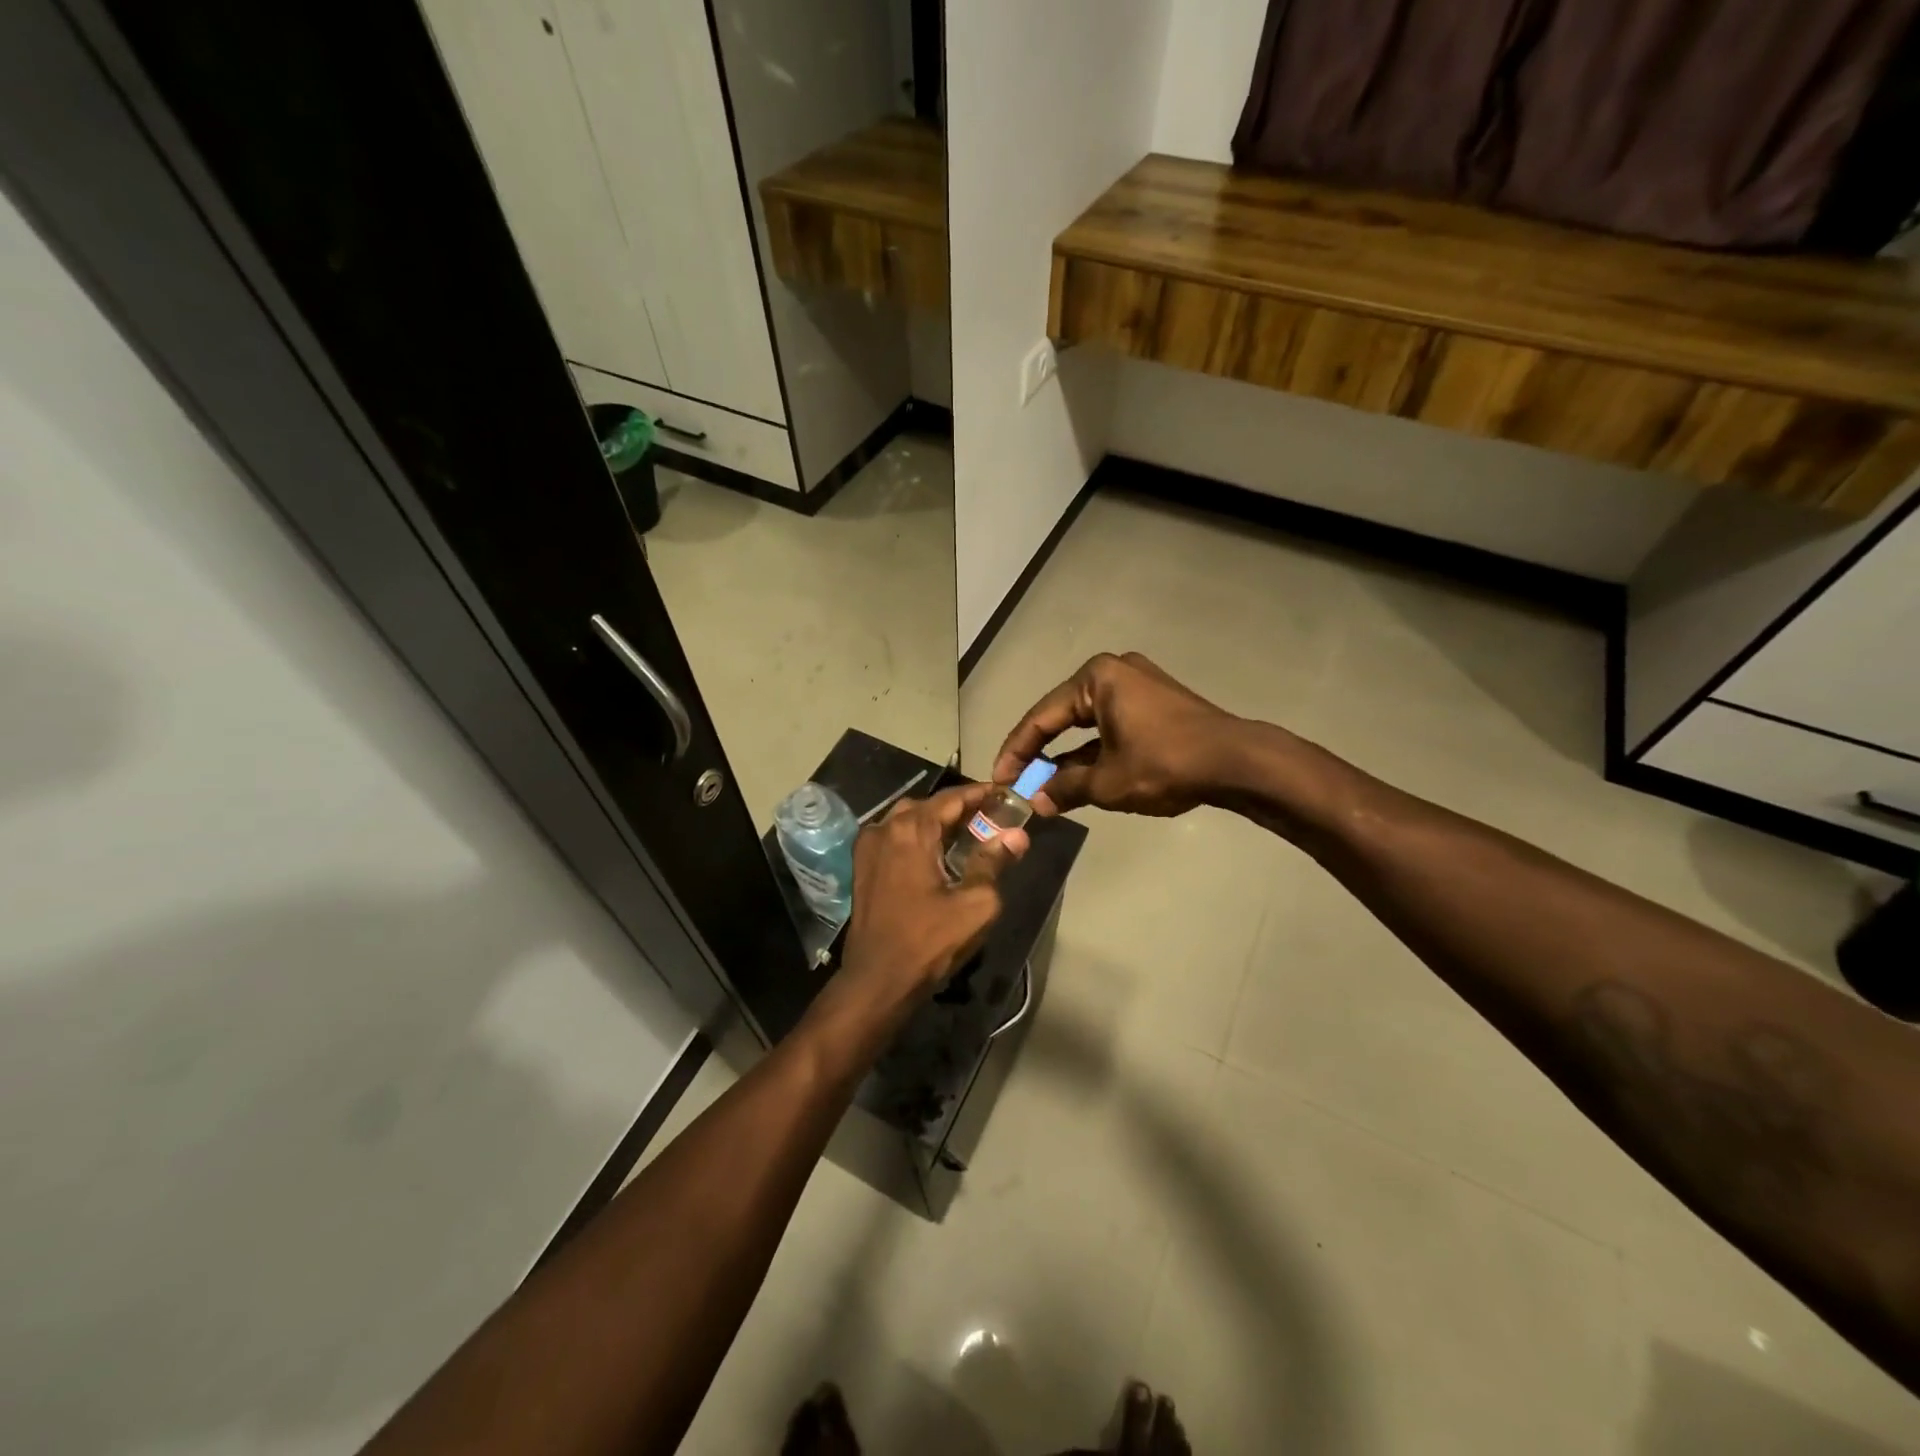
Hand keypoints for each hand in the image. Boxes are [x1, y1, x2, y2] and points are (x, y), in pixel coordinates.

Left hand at [836, 784, 1028, 1007]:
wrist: (877, 980)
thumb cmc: (929, 941)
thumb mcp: (975, 903)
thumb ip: (994, 862)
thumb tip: (1016, 835)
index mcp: (911, 830)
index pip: (951, 798)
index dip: (980, 793)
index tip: (1004, 794)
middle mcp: (884, 828)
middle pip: (928, 806)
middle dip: (959, 808)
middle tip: (989, 818)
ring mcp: (868, 847)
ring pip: (907, 820)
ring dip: (936, 822)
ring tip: (965, 835)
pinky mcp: (862, 867)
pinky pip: (893, 837)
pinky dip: (916, 837)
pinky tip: (934, 854)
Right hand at [992, 652, 1242, 817]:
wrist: (1237, 762)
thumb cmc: (1165, 763)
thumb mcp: (1108, 782)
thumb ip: (1065, 788)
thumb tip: (1036, 802)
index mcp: (1096, 679)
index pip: (1041, 717)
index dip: (1016, 751)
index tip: (1000, 779)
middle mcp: (1113, 673)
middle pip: (1062, 716)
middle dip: (1040, 753)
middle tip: (1018, 781)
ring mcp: (1137, 686)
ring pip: (1087, 724)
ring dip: (1067, 757)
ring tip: (1045, 787)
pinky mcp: (1155, 703)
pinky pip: (1111, 726)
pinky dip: (1094, 751)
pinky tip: (1079, 778)